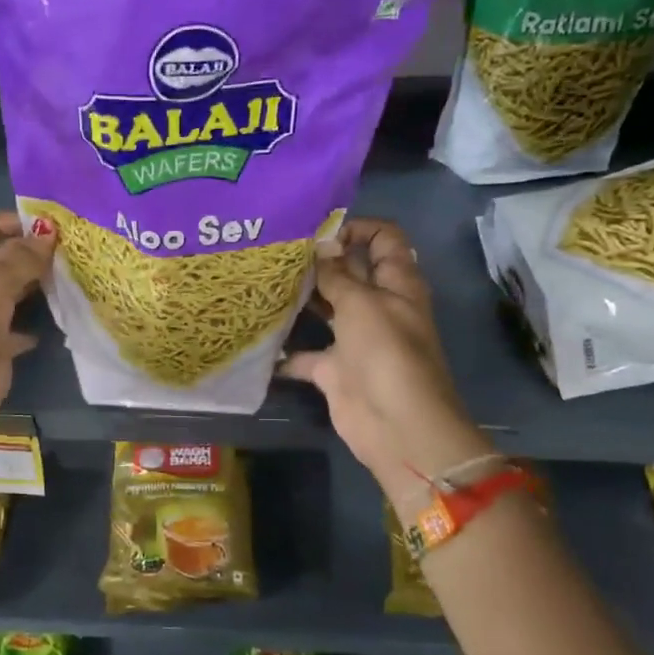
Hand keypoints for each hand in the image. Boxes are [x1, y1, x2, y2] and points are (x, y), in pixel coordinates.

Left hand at [0, 211, 55, 443]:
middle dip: (35, 251)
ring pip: (16, 288)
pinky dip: (39, 317)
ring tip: (75, 271)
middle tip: (74, 246)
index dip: (18, 221)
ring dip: (40, 281)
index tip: (55, 224)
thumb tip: (49, 232)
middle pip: (4, 256)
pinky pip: (23, 321)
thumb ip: (23, 256)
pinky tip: (65, 308)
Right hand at [278, 219, 491, 521]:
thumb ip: (338, 274)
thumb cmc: (386, 354)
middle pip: (350, 272)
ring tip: (263, 282)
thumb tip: (321, 243)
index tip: (317, 232)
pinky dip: (284, 352)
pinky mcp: (335, 370)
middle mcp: (378, 306)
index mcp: (397, 283)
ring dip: (301, 299)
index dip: (356, 228)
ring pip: (327, 309)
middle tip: (276, 251)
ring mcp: (356, 339)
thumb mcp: (362, 303)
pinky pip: (305, 354)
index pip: (384, 239)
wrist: (396, 426)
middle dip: (319, 261)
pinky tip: (256, 338)